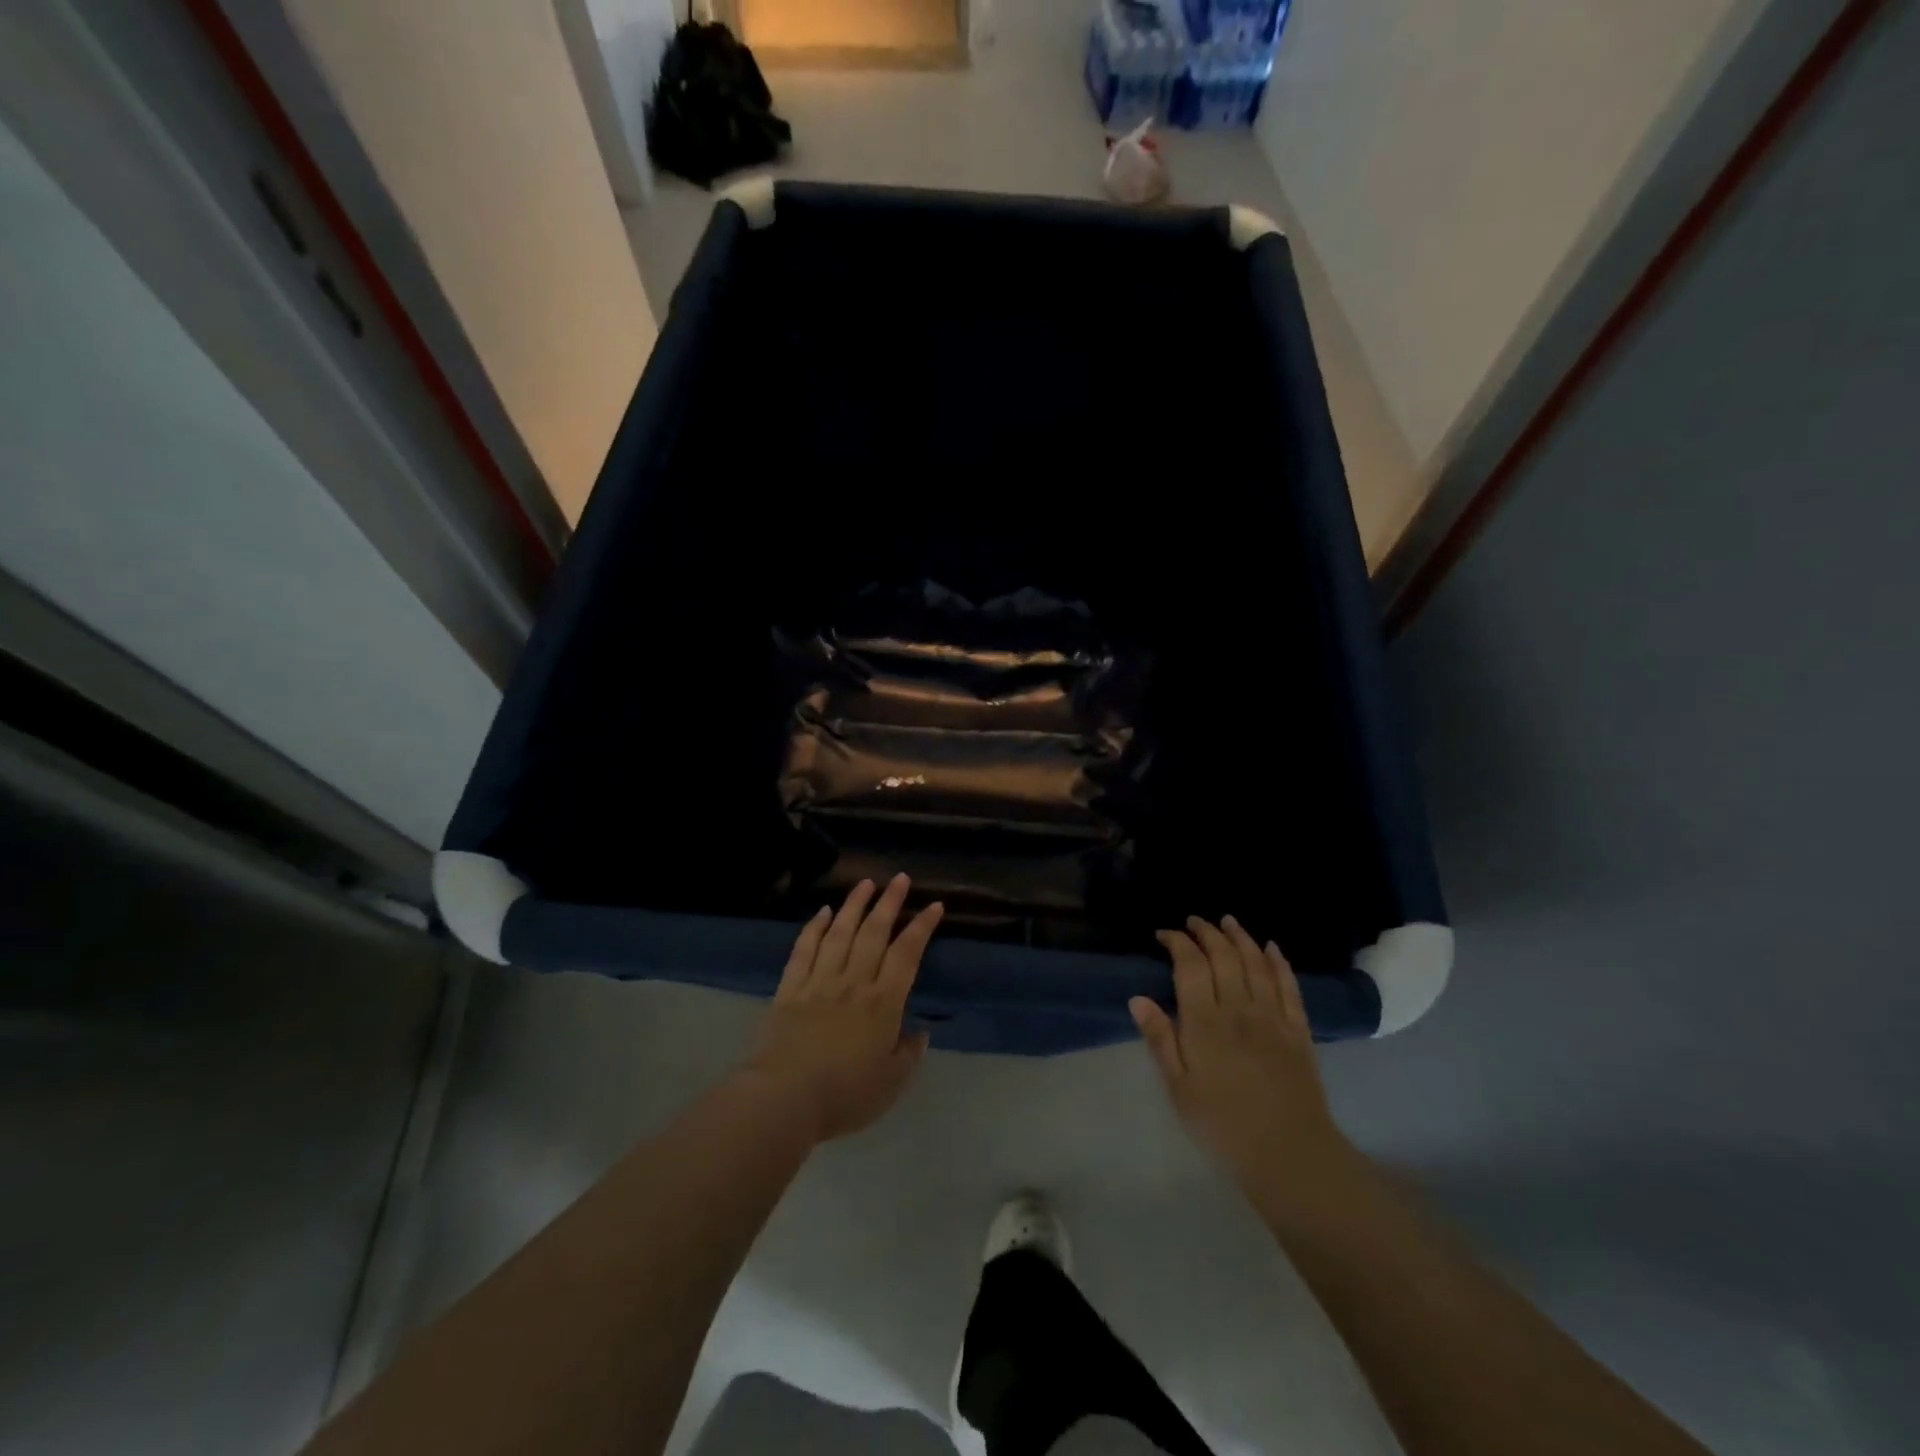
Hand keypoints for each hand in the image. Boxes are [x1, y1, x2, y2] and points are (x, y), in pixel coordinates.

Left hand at [742, 875, 942, 1143]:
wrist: (784, 1098)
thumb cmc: (845, 1095)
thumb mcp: (892, 1084)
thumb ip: (909, 1054)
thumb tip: (919, 1032)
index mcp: (883, 1002)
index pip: (907, 954)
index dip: (922, 927)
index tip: (934, 905)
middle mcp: (854, 982)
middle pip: (874, 933)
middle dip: (889, 903)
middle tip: (899, 879)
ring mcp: (819, 981)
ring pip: (840, 933)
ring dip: (854, 905)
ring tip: (865, 883)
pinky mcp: (790, 989)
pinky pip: (804, 950)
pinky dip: (814, 927)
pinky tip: (823, 912)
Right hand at [1131, 916, 1353, 1201]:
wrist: (1289, 1154)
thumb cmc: (1223, 1125)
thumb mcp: (1179, 1088)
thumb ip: (1160, 1039)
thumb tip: (1137, 998)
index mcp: (1205, 1023)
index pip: (1190, 966)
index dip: (1178, 942)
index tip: (1164, 934)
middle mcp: (1239, 1009)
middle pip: (1224, 957)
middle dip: (1207, 933)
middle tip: (1194, 921)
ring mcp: (1273, 1017)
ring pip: (1256, 964)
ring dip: (1241, 937)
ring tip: (1228, 921)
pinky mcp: (1299, 1030)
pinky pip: (1289, 986)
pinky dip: (1279, 962)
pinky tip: (1272, 948)